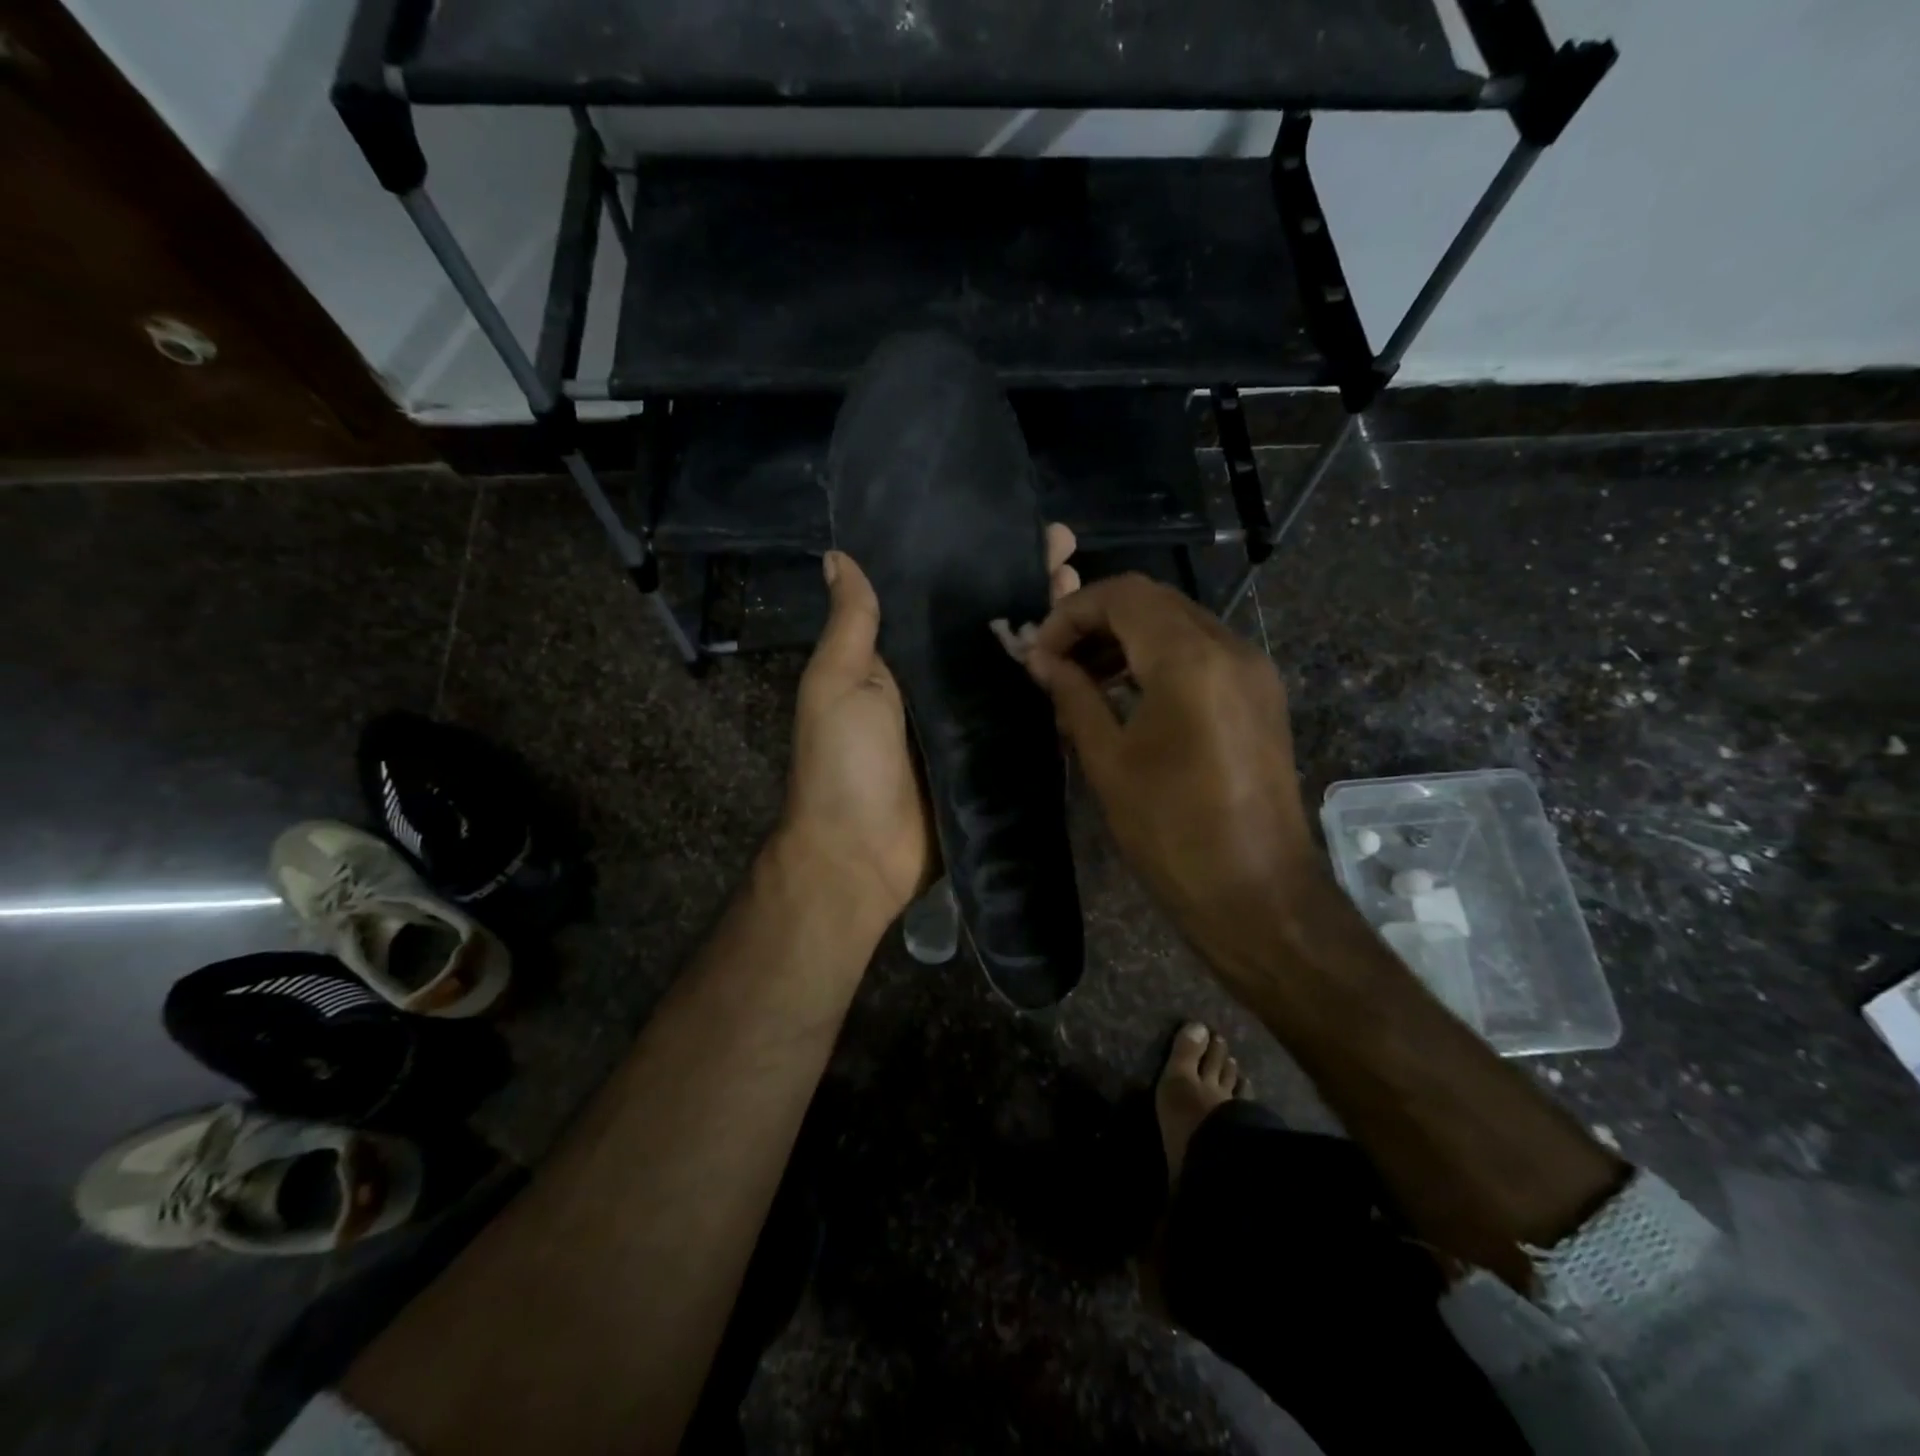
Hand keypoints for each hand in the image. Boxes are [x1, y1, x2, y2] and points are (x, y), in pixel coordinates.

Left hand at [782, 527, 1081, 931]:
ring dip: (1053, 630)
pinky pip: (1033, 720)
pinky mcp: (998, 760)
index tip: (1018, 527)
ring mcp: (973, 723)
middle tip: (1068, 555)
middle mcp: (941, 684)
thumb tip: (840, 555)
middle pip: (993, 626)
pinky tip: (1096, 661)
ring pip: (1020, 666)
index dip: (981, 561)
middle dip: (1028, 588)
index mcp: (902, 658)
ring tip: (1086, 593)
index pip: (948, 596)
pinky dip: (1060, 692)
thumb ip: (852, 624)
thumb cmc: (843, 764)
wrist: (859, 856)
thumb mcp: (837, 684)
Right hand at [1022, 573, 1320, 984]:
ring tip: (1085, 680)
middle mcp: (1230, 647)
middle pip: (1153, 601)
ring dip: (1127, 638)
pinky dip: (1160, 657)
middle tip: (1057, 663)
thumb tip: (1041, 660)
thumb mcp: (1108, 761)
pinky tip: (1129, 695)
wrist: (1258, 893)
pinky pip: (1203, 651)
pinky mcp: (1261, 695)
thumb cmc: (1171, 832)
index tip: (1039, 654)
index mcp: (1190, 660)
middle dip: (1096, 621)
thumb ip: (1073, 696)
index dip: (1071, 614)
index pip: (1122, 595)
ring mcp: (1253, 669)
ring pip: (1180, 622)